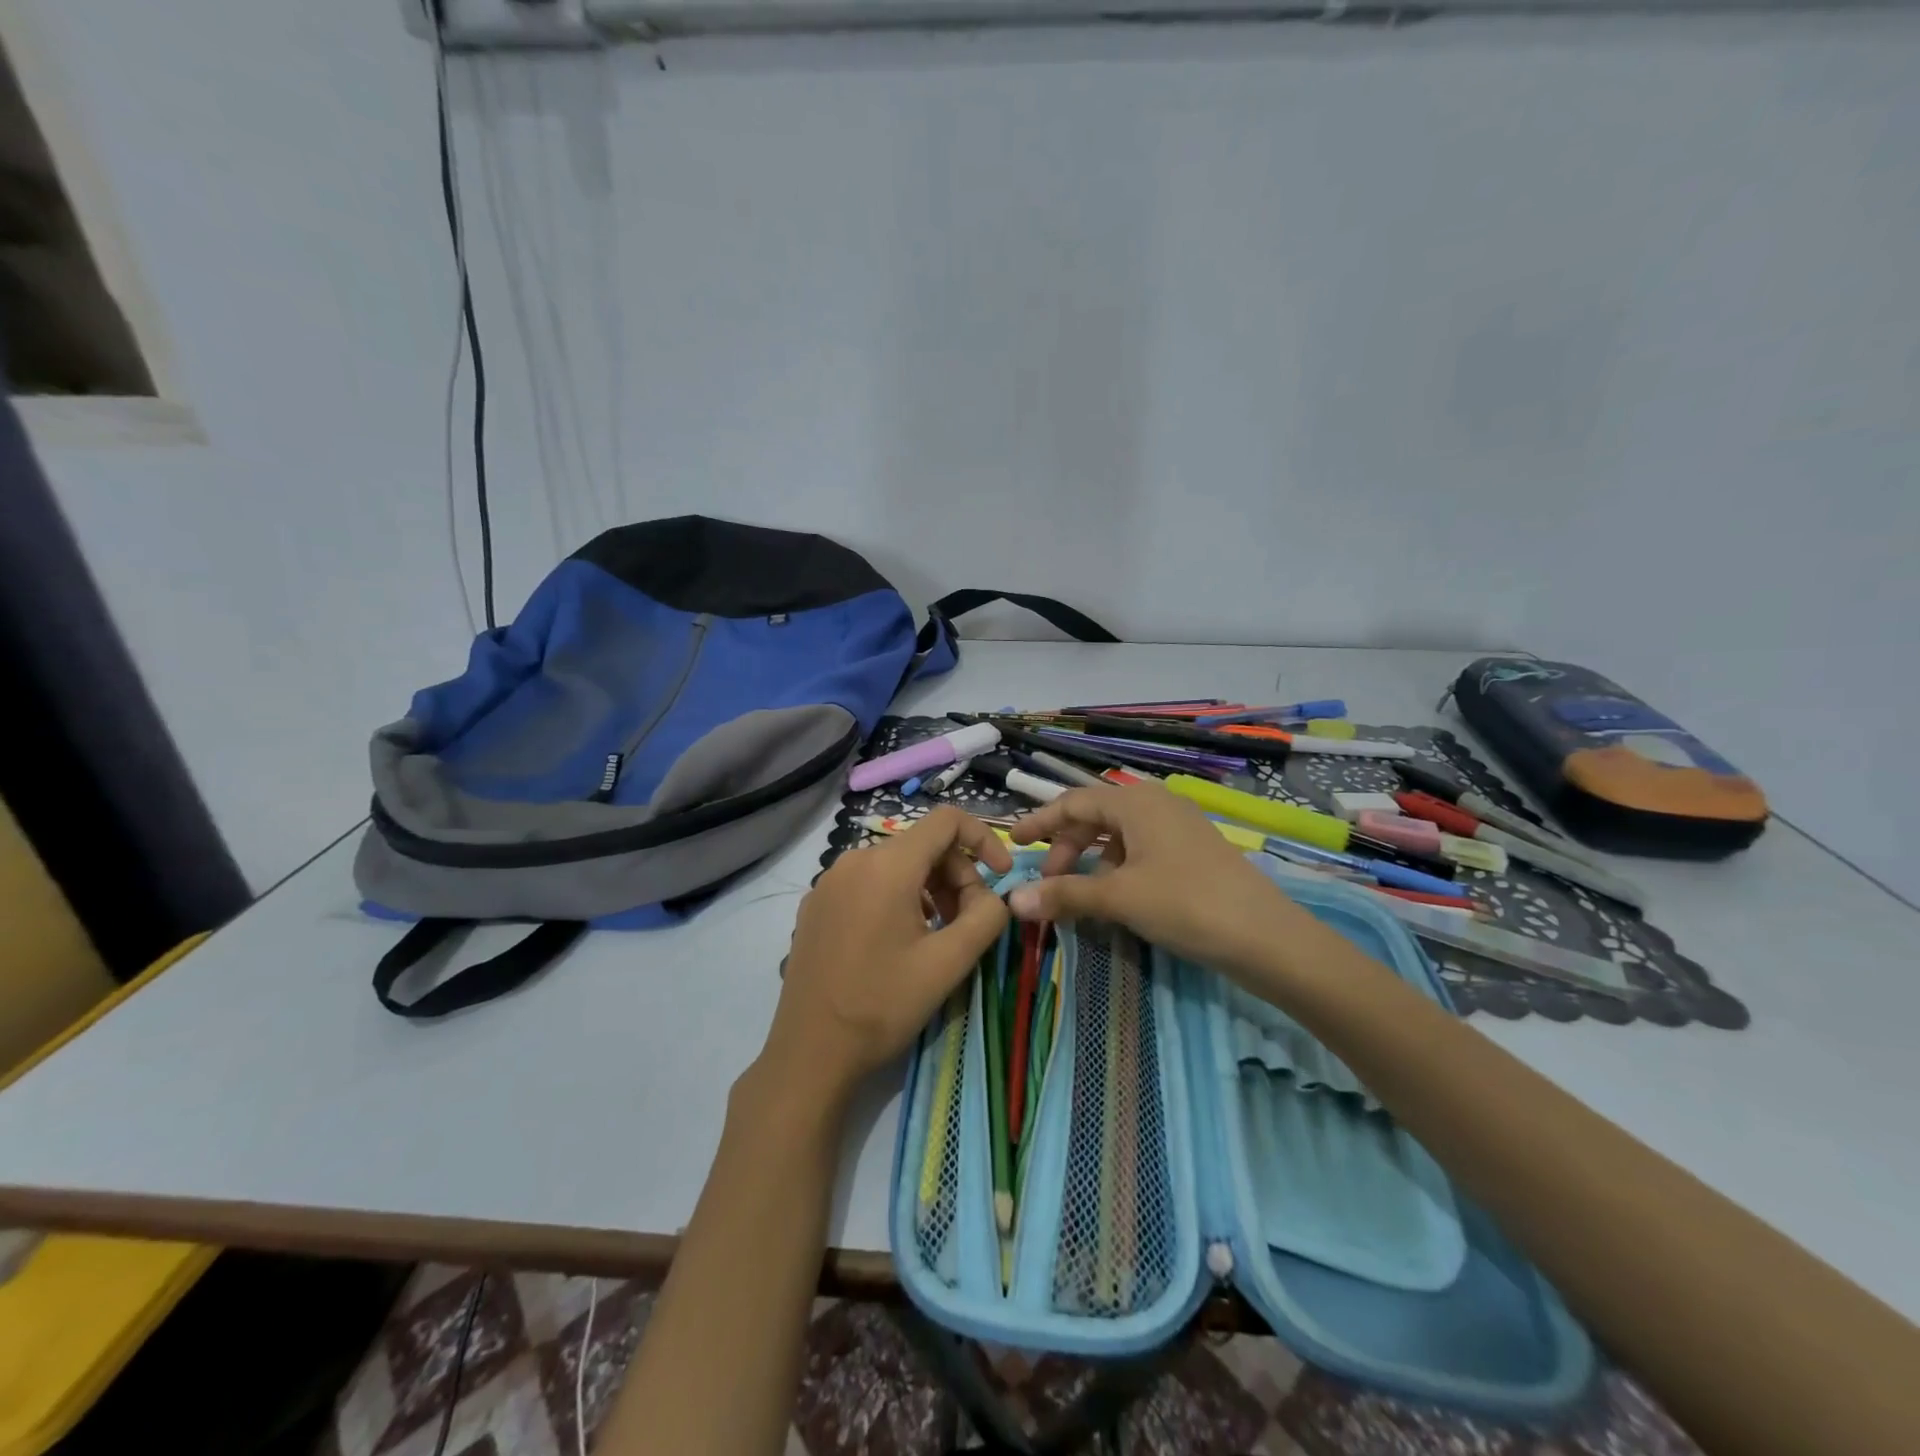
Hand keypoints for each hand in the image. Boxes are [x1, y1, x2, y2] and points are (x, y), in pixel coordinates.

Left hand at [760, 809, 1012, 1116]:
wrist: (810, 1052)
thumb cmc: (882, 1004)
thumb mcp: (948, 963)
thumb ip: (986, 917)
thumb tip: (995, 896)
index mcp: (887, 865)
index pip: (946, 820)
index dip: (983, 839)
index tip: (1001, 876)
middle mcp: (854, 859)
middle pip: (921, 844)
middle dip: (956, 874)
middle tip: (970, 921)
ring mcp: (829, 881)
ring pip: (895, 865)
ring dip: (929, 888)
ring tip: (938, 935)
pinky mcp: (816, 904)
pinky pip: (868, 882)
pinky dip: (897, 897)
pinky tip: (899, 941)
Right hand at [1005, 784, 1311, 981]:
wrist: (1267, 937)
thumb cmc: (1186, 904)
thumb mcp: (1120, 898)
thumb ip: (1065, 895)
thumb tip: (1013, 901)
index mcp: (1136, 802)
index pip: (1073, 802)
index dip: (1040, 822)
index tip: (1014, 841)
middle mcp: (1157, 804)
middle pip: (1096, 817)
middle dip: (1066, 847)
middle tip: (1049, 882)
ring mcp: (1179, 827)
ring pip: (1119, 835)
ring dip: (1092, 860)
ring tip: (1080, 894)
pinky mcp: (1194, 852)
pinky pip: (1142, 850)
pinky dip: (1119, 868)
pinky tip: (1117, 896)